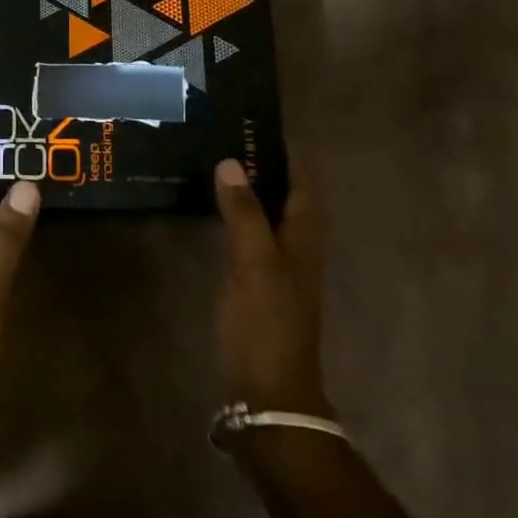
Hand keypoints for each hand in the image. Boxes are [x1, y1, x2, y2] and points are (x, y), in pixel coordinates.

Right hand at [214, 156, 330, 416]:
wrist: (267, 393)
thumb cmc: (266, 325)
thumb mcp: (255, 265)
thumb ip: (244, 214)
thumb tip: (231, 162)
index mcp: (304, 240)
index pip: (303, 185)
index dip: (288, 155)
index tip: (260, 124)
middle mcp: (296, 250)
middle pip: (287, 197)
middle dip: (265, 167)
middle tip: (229, 137)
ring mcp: (278, 270)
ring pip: (269, 217)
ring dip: (250, 191)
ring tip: (218, 164)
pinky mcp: (258, 287)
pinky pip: (251, 238)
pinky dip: (238, 217)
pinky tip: (213, 212)